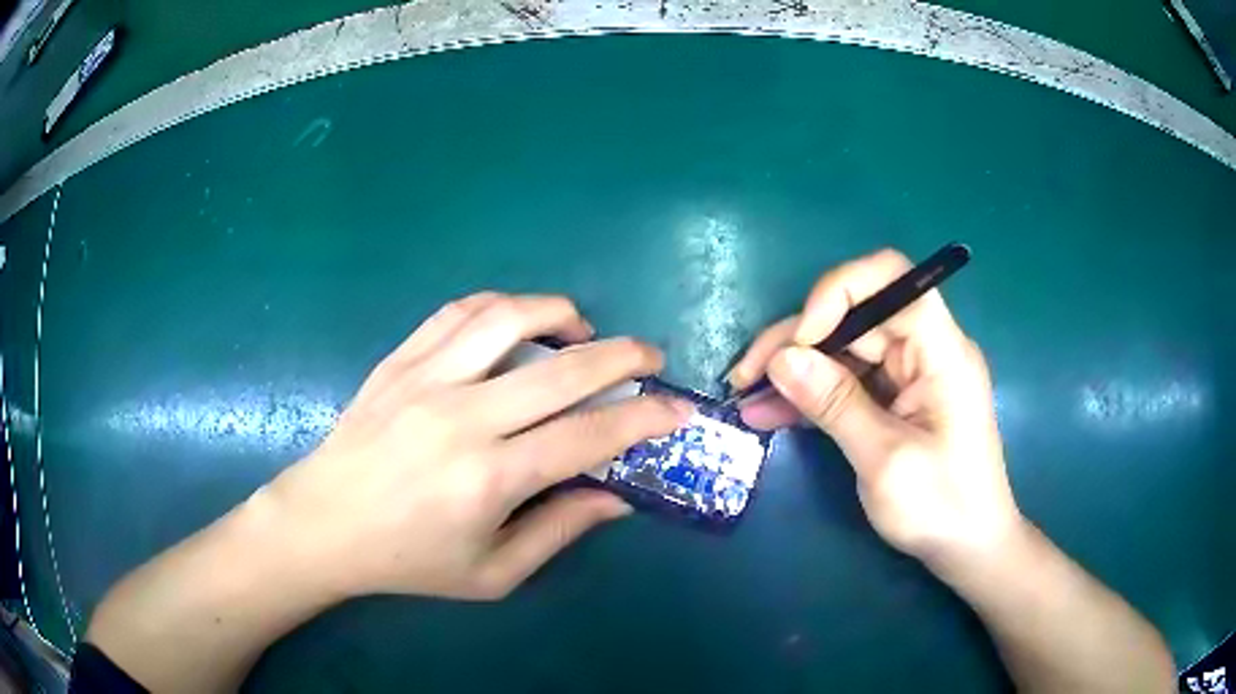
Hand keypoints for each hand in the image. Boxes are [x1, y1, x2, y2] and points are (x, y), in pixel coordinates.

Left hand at [262, 292, 690, 599]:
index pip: (588, 436)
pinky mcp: (399, 361)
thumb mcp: (492, 572)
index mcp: (489, 479)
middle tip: (650, 357)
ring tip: (583, 330)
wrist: (324, 524)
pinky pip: (457, 312)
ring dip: (561, 313)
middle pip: (563, 369)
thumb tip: (617, 498)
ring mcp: (425, 379)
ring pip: (508, 317)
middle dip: (624, 355)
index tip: (676, 410)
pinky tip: (517, 322)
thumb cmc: (408, 560)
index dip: (643, 419)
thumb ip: (559, 531)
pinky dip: (501, 305)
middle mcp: (462, 418)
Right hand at [729, 250, 1021, 569]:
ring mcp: (909, 375)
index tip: (800, 340)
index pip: (891, 279)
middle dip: (797, 340)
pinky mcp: (895, 399)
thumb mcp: (884, 460)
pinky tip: (771, 413)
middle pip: (855, 316)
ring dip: (795, 371)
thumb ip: (835, 404)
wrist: (969, 547)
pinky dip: (811, 396)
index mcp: (940, 351)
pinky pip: (848, 383)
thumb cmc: (941, 507)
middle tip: (745, 376)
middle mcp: (925, 350)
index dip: (838, 292)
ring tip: (747, 397)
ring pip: (843, 350)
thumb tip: (782, 358)